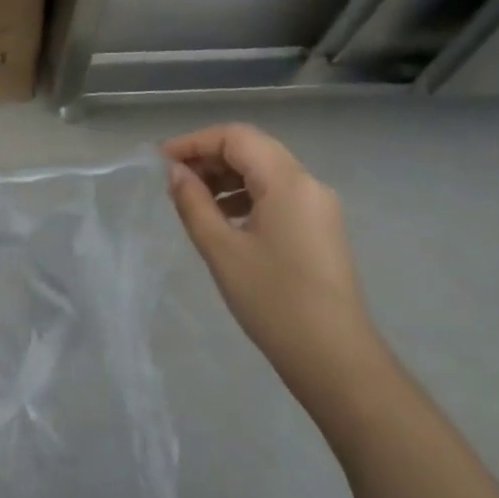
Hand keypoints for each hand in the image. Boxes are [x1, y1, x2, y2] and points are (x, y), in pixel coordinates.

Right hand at [164, 124, 380, 390]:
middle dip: (210, 156)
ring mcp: (319, 206)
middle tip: (175, 179)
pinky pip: (278, 193)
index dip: (195, 142)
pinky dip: (247, 194)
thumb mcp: (222, 250)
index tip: (162, 161)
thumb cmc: (274, 301)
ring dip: (228, 175)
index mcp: (287, 180)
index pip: (236, 137)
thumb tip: (176, 173)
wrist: (336, 361)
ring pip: (266, 170)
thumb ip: (194, 203)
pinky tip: (225, 219)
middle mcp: (308, 183)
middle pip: (253, 148)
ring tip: (195, 199)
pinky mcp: (321, 228)